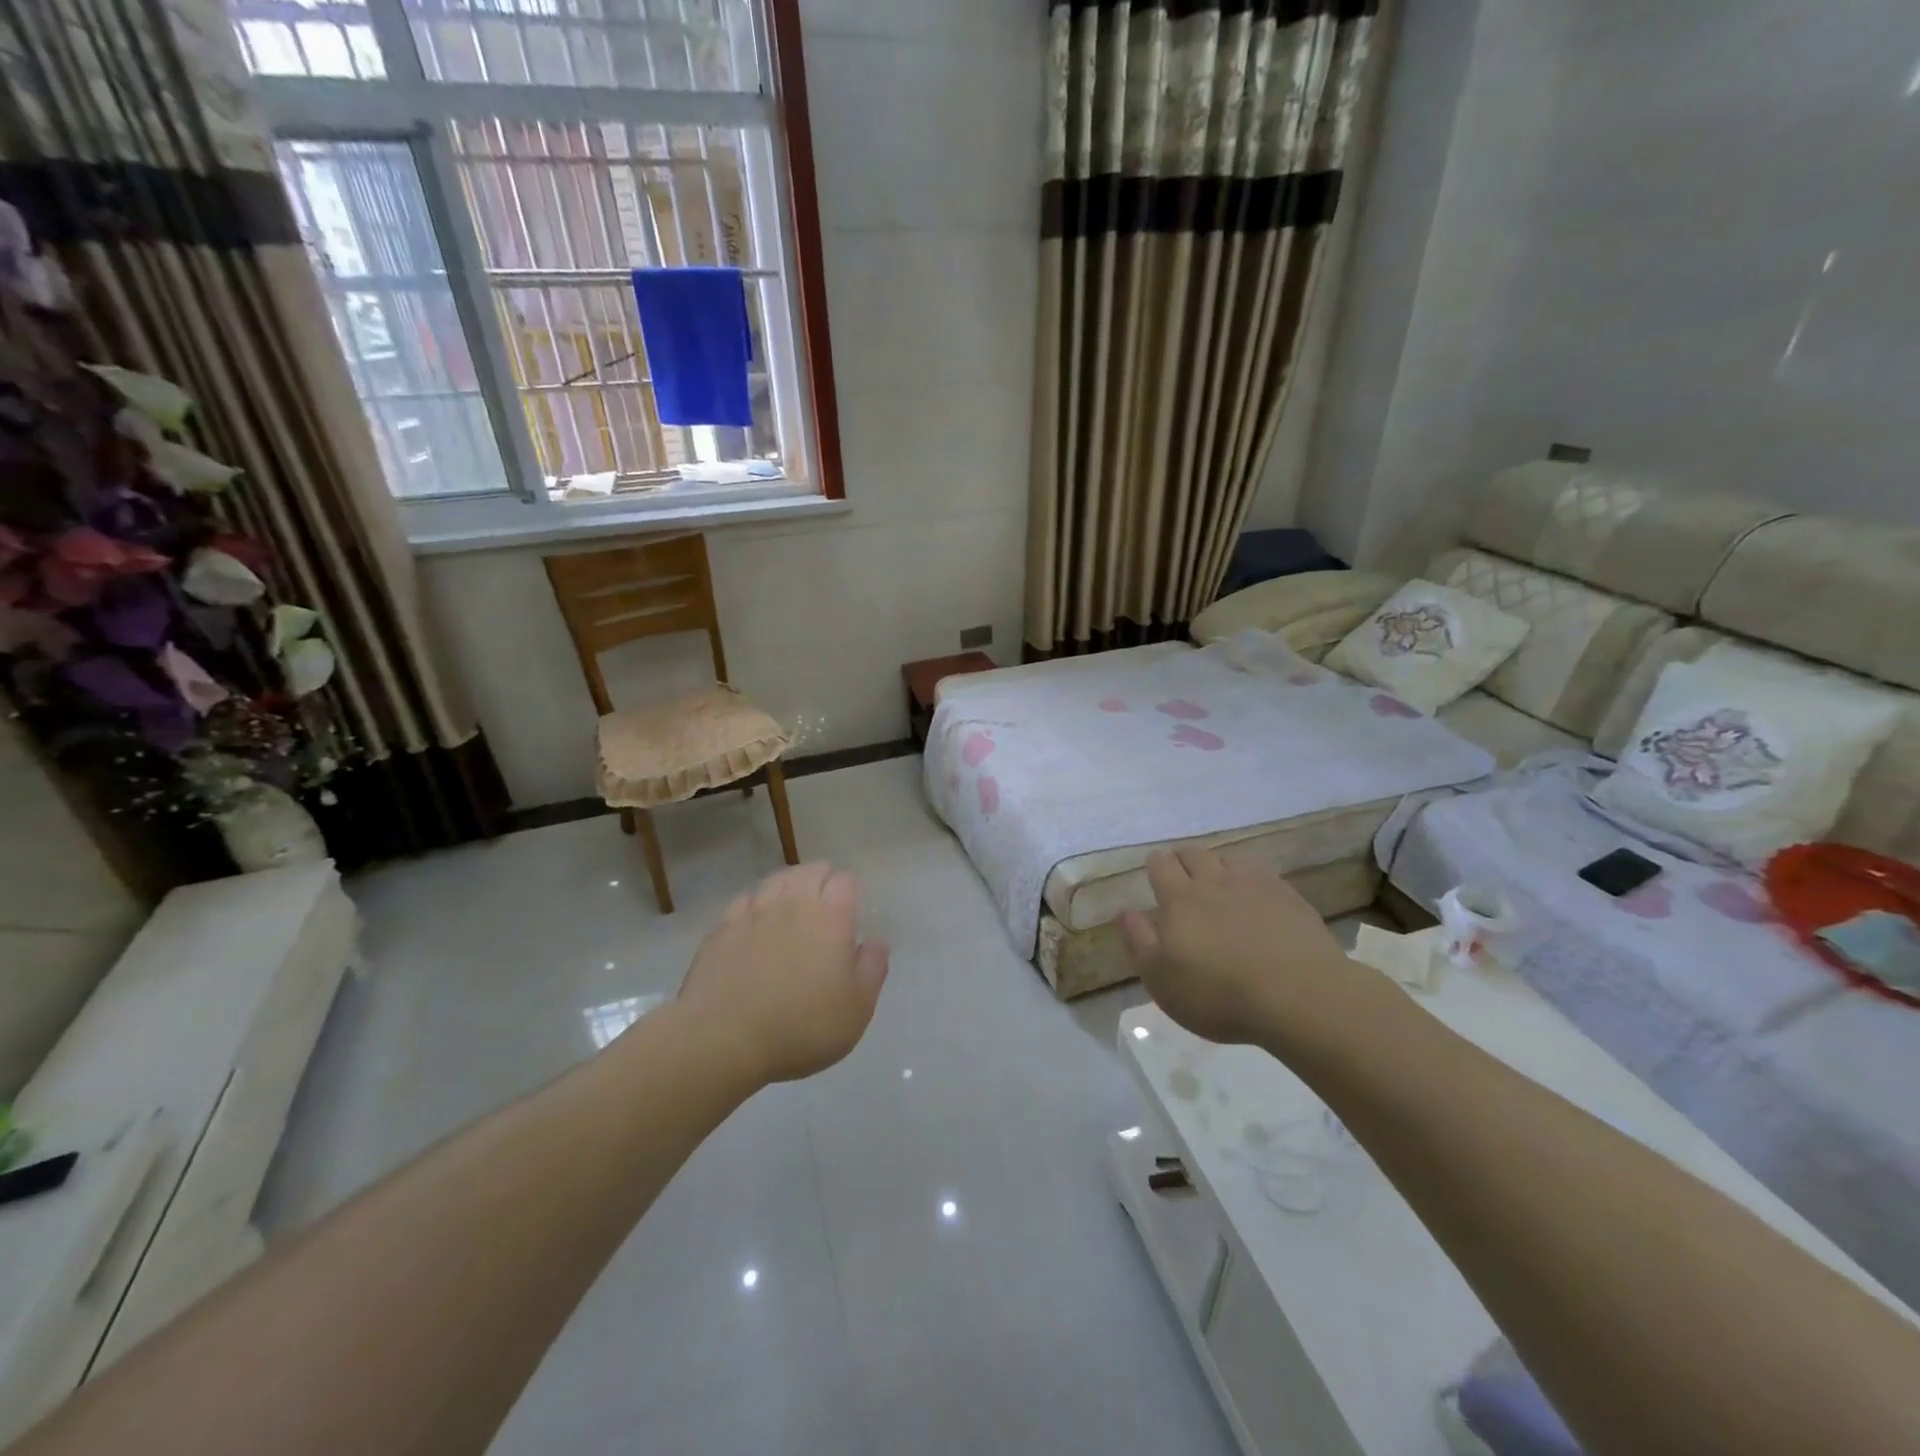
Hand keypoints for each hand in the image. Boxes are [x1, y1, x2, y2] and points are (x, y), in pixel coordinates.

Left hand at [676, 863, 889, 1084]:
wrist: (722, 1039)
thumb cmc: (802, 1027)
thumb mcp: (856, 1009)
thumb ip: (872, 969)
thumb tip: (876, 942)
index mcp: (831, 917)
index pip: (845, 881)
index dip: (850, 889)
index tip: (851, 906)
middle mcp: (793, 903)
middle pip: (810, 871)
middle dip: (822, 877)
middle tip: (825, 896)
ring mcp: (753, 913)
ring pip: (776, 881)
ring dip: (789, 884)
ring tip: (792, 899)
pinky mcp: (722, 929)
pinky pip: (744, 901)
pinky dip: (756, 904)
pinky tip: (756, 919)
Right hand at [1119, 848, 1358, 1047]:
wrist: (1300, 996)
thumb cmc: (1219, 995)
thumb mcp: (1162, 980)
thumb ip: (1139, 942)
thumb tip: (1125, 912)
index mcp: (1179, 899)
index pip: (1161, 865)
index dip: (1155, 866)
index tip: (1155, 875)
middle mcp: (1213, 882)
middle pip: (1193, 854)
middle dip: (1183, 860)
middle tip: (1182, 878)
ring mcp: (1254, 885)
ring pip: (1227, 859)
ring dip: (1216, 866)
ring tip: (1217, 885)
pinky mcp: (1288, 896)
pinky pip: (1261, 873)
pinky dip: (1250, 878)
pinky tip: (1255, 896)